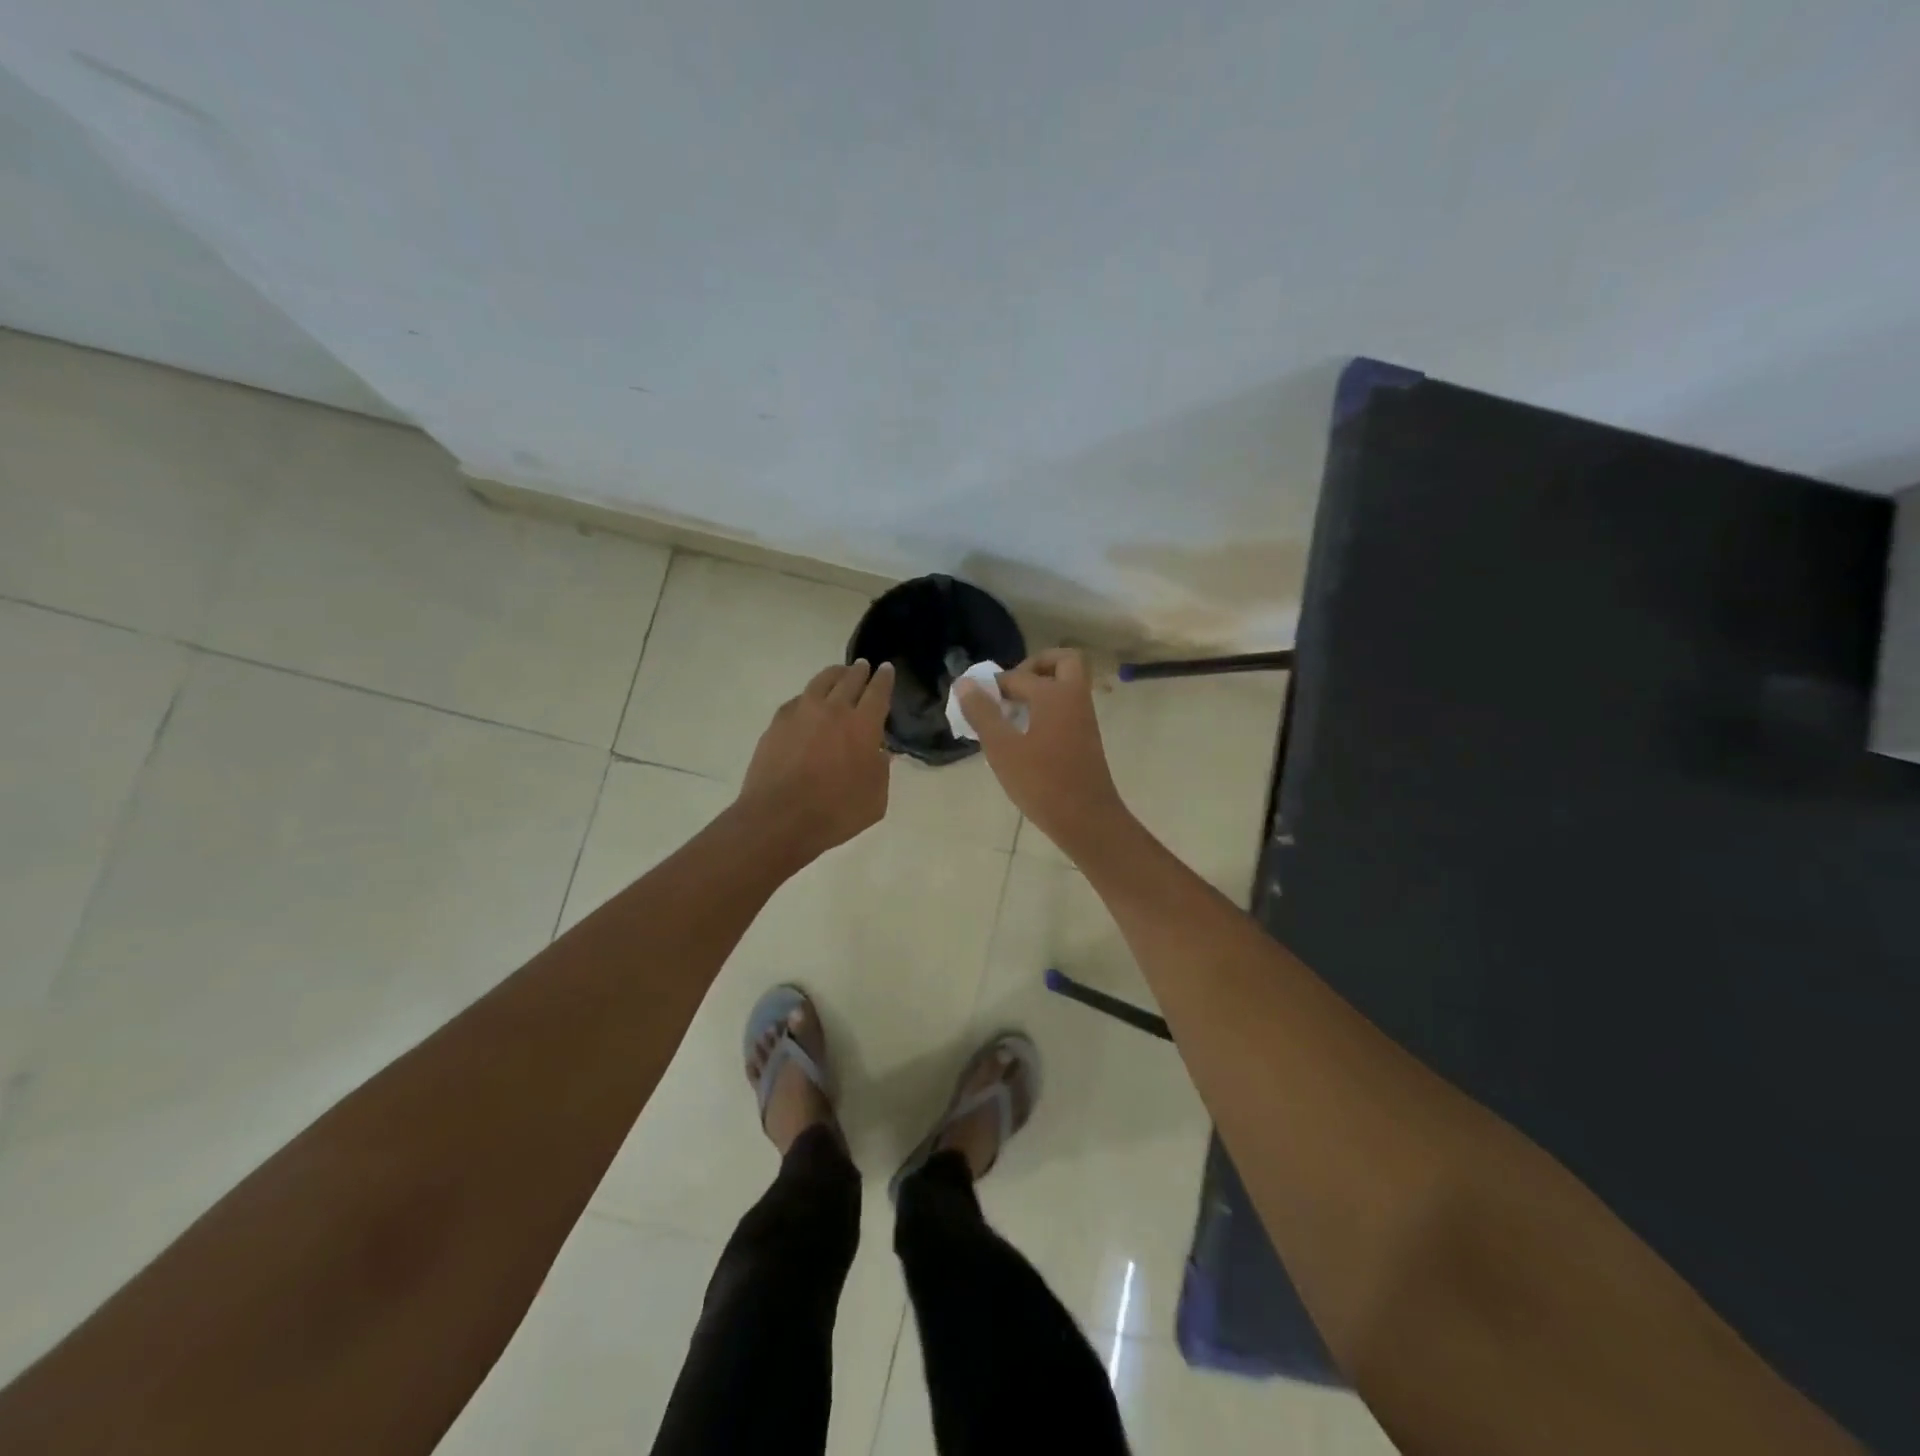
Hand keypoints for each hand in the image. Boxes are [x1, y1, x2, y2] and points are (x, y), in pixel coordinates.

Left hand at [737, 659, 895, 860]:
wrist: (779, 818)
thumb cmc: (835, 812)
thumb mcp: (875, 799)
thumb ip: (881, 770)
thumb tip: (879, 753)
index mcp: (863, 725)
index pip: (878, 692)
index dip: (884, 679)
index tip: (886, 669)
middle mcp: (834, 709)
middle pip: (850, 680)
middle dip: (860, 671)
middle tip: (864, 667)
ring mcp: (802, 712)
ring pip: (822, 681)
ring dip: (834, 674)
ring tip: (838, 674)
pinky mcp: (778, 722)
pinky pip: (798, 699)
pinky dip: (809, 695)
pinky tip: (809, 702)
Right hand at [958, 649, 1130, 853]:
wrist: (1087, 820)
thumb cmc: (1042, 782)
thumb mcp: (1002, 748)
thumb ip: (982, 713)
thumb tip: (965, 683)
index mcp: (1055, 694)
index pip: (1018, 675)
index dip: (993, 684)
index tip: (974, 701)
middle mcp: (1075, 698)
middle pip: (1062, 662)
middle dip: (1035, 666)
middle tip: (1010, 689)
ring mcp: (1084, 718)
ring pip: (1066, 686)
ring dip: (1041, 689)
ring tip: (1010, 715)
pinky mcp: (1086, 738)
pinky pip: (1067, 708)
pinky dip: (1047, 709)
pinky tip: (1024, 737)